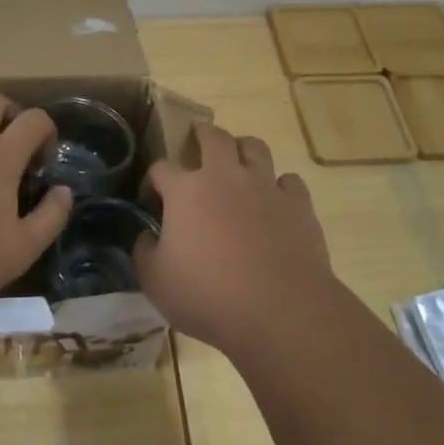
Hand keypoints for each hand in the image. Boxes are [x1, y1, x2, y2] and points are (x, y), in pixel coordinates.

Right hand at [137, 122, 336, 355]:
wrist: (278, 310)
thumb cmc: (207, 295)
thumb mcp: (155, 281)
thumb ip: (145, 252)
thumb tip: (148, 237)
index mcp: (186, 190)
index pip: (161, 167)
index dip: (153, 179)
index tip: (151, 197)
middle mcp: (225, 176)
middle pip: (213, 137)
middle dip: (202, 134)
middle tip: (198, 141)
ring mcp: (265, 186)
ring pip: (255, 147)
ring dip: (243, 150)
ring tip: (238, 163)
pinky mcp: (298, 204)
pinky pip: (289, 181)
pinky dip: (280, 186)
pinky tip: (275, 201)